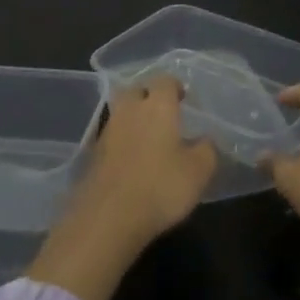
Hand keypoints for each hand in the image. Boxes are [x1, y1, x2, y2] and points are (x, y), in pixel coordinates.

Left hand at [26, 75, 216, 299]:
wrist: (107, 219)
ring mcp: (106, 133)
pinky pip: (111, 138)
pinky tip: (133, 160)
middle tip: (164, 112)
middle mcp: (129, 111)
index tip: (184, 98)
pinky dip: (122, 142)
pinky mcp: (92, 156)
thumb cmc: (161, 186)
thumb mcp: (199, 171)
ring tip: (150, 138)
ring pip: (120, 113)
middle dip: (149, 96)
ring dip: (133, 119)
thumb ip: (207, 149)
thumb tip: (205, 140)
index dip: (174, 86)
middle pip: (136, 91)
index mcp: (157, 106)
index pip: (164, 81)